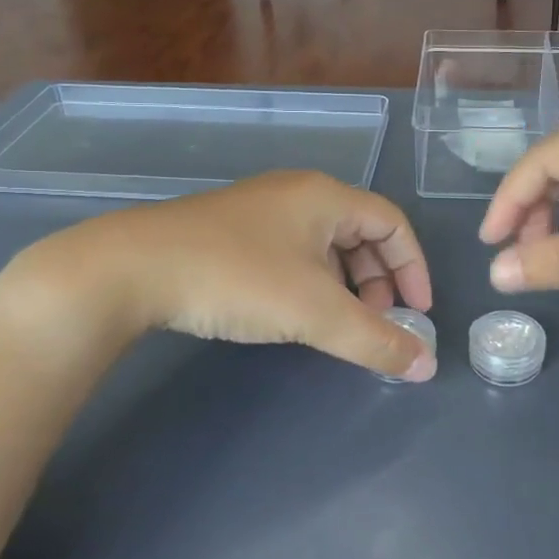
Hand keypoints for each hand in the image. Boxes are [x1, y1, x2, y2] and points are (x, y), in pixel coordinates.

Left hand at [24, 172, 436, 380]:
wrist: (132, 269)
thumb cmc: (238, 278)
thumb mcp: (315, 312)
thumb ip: (375, 340)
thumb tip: (426, 366)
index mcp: (325, 196)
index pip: (392, 224)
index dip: (414, 267)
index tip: (417, 312)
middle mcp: (297, 193)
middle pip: (360, 233)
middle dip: (378, 281)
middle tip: (374, 322)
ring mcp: (260, 210)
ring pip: (324, 245)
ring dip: (344, 284)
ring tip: (337, 323)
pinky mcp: (231, 231)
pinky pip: (292, 252)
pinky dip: (310, 282)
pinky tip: (294, 311)